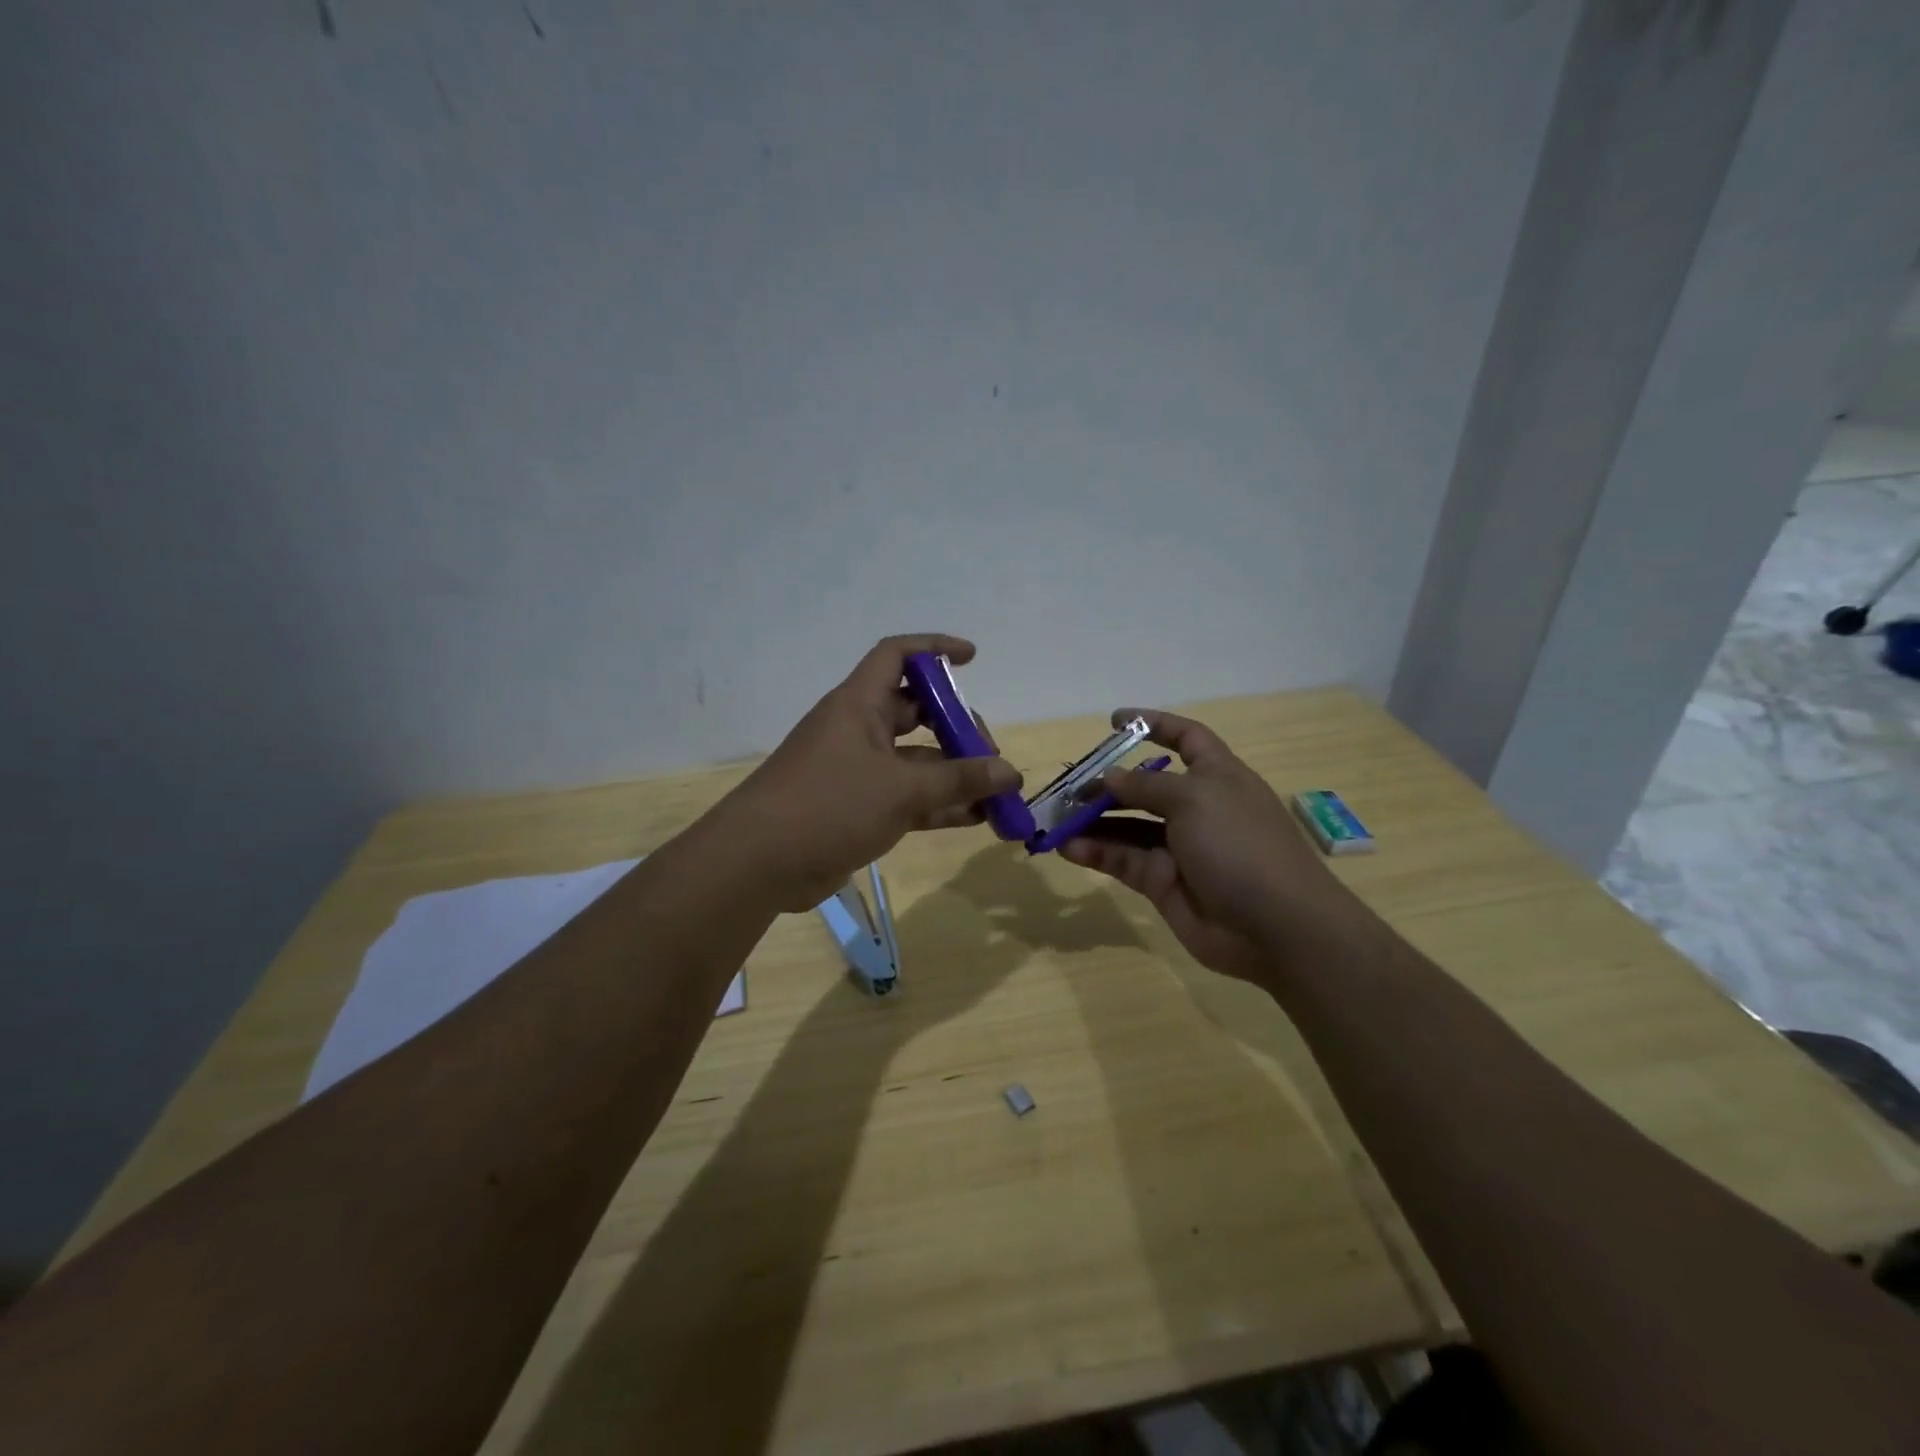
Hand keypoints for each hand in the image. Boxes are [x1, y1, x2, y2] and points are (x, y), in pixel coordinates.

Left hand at [719, 635, 1022, 911]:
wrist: (759, 863)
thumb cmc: (828, 805)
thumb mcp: (900, 790)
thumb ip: (959, 781)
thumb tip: (1011, 773)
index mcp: (859, 705)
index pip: (897, 656)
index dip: (934, 648)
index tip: (972, 659)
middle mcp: (859, 730)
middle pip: (916, 712)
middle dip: (956, 727)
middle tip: (990, 754)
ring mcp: (858, 771)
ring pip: (916, 762)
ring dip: (955, 775)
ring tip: (998, 794)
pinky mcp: (858, 808)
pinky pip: (908, 797)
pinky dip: (939, 804)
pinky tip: (977, 818)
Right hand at [1060, 709, 1341, 982]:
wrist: (1275, 927)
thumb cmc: (1240, 845)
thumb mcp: (1194, 799)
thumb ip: (1145, 786)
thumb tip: (1109, 777)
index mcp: (1216, 776)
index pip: (1185, 738)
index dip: (1154, 725)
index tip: (1115, 721)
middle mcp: (1196, 808)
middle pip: (1145, 787)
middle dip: (1107, 784)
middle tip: (1068, 788)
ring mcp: (1178, 847)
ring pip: (1126, 826)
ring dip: (1092, 821)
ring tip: (1056, 819)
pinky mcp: (1162, 882)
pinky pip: (1122, 860)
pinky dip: (1096, 852)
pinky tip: (1068, 848)